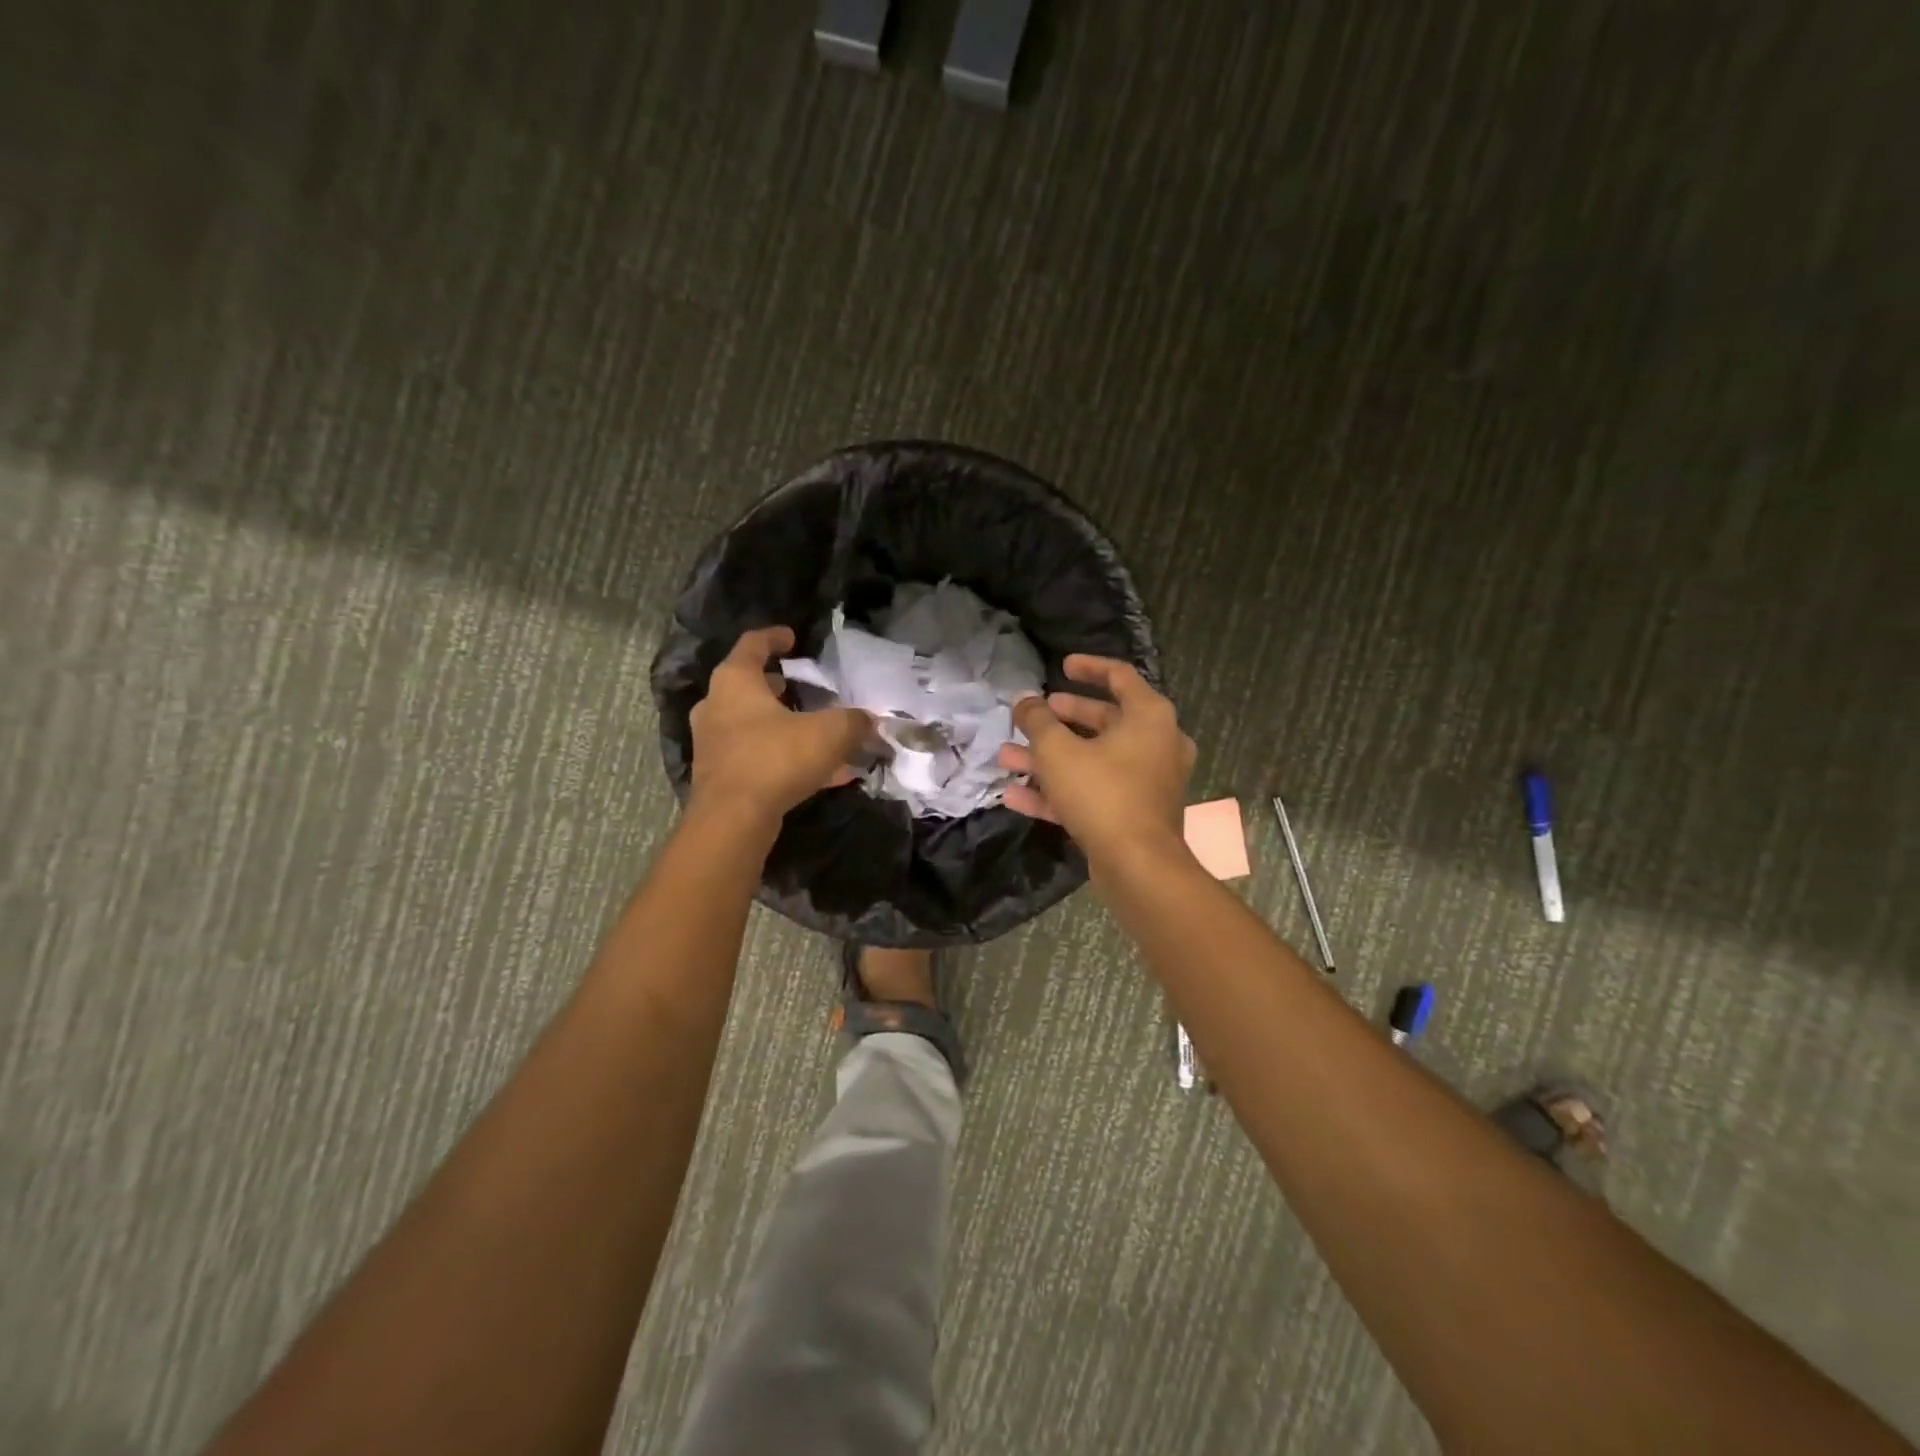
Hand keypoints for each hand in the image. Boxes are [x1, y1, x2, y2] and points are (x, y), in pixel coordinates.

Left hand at [688, 627, 871, 829]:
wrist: (733, 820)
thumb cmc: (776, 758)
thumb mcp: (829, 733)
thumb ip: (853, 721)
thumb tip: (871, 720)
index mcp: (735, 681)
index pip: (752, 645)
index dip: (774, 637)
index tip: (792, 638)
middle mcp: (716, 706)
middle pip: (746, 686)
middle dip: (776, 686)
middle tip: (800, 687)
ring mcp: (714, 743)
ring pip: (752, 724)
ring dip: (782, 725)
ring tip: (814, 731)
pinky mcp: (719, 776)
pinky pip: (757, 757)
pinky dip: (783, 758)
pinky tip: (819, 775)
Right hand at [996, 655, 1194, 867]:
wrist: (1138, 867)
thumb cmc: (1103, 794)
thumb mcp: (1058, 751)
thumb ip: (1037, 721)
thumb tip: (1024, 702)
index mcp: (1149, 717)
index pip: (1120, 676)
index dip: (1088, 667)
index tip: (1061, 665)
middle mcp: (1156, 744)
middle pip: (1104, 720)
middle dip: (1060, 718)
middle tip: (1035, 714)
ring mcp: (1146, 782)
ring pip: (1092, 760)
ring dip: (1049, 758)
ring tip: (1007, 757)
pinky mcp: (1133, 814)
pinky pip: (1093, 792)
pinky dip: (1059, 791)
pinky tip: (1014, 796)